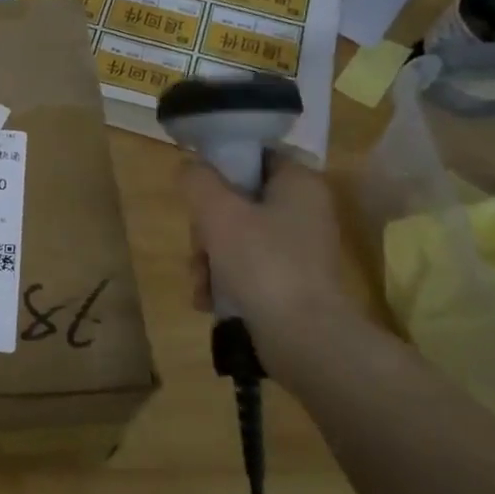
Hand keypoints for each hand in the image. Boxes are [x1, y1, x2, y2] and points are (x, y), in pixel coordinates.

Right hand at [182, 157, 356, 332]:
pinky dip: (224, 280)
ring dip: (209, 258)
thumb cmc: (262, 263)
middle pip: (238, 200)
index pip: (255, 155)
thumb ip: (198, 180)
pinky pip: (247, 267)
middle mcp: (305, 210)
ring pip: (236, 236)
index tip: (196, 190)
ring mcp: (299, 248)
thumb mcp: (218, 212)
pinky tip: (208, 299)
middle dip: (206, 228)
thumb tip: (190, 166)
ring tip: (200, 283)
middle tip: (198, 247)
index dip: (221, 166)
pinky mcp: (291, 281)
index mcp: (299, 183)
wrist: (303, 338)